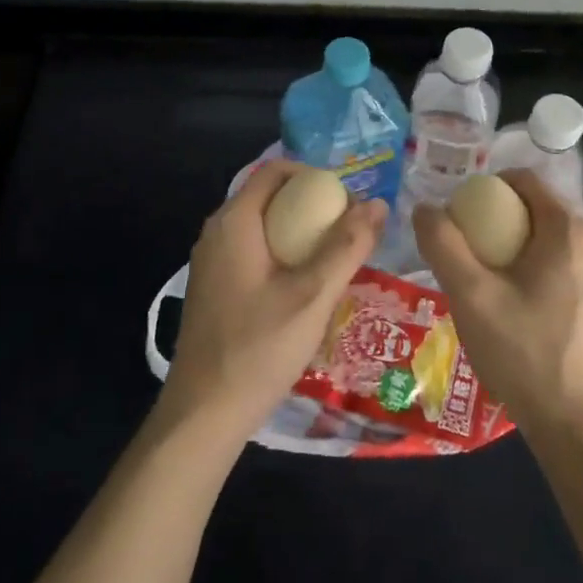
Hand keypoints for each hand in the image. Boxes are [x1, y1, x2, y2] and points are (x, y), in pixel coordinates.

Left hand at [160, 159, 386, 444]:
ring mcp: (211, 261)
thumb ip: (347, 247)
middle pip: (269, 196)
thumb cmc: (258, 349)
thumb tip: (378, 204)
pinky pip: (252, 250)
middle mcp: (217, 232)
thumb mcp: (312, 296)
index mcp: (234, 222)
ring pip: (262, 226)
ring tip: (336, 255)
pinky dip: (282, 253)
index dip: (314, 175)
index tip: (348, 199)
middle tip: (350, 229)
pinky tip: (306, 284)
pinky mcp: (214, 286)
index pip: (275, 170)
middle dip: (311, 205)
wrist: (204, 413)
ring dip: (299, 231)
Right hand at [413, 170, 582, 442]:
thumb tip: (425, 208)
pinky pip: (561, 265)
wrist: (577, 428)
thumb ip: (443, 244)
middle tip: (464, 244)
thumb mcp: (470, 295)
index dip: (486, 187)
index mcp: (569, 231)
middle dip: (498, 217)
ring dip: (514, 244)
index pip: (525, 180)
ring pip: (549, 239)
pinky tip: (510, 303)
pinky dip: (533, 267)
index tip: (459, 213)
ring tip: (481, 275)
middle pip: (538, 208)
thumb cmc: (524, 353)